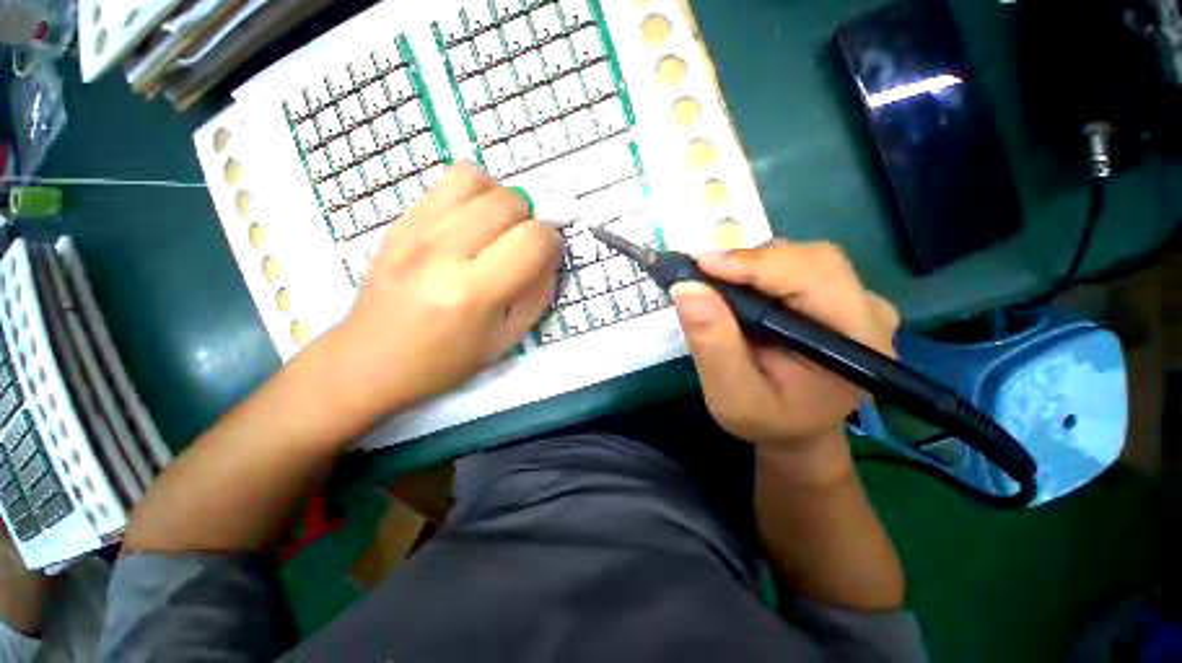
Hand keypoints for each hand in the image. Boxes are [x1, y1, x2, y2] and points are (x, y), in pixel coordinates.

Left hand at [325, 163, 560, 420]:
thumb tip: (549, 254)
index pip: (533, 240)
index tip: (547, 256)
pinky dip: (473, 194)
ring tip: (497, 228)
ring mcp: (414, 231)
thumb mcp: (506, 339)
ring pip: (477, 179)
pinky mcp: (399, 221)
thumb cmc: (445, 362)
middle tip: (520, 247)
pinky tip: (471, 223)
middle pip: (509, 202)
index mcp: (472, 294)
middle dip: (529, 221)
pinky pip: (447, 181)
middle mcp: (442, 253)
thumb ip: (537, 294)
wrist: (370, 361)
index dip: (552, 243)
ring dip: (501, 200)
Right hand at [671, 241, 898, 470]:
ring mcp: (857, 300)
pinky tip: (738, 289)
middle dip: (751, 262)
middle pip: (811, 259)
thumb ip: (713, 345)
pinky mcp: (838, 296)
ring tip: (718, 286)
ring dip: (752, 265)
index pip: (812, 277)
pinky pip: (798, 266)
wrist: (797, 430)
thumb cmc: (767, 420)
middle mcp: (868, 311)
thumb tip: (687, 287)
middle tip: (704, 276)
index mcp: (855, 342)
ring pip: (802, 257)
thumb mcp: (732, 396)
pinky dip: (759, 270)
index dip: (754, 264)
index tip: (701, 265)